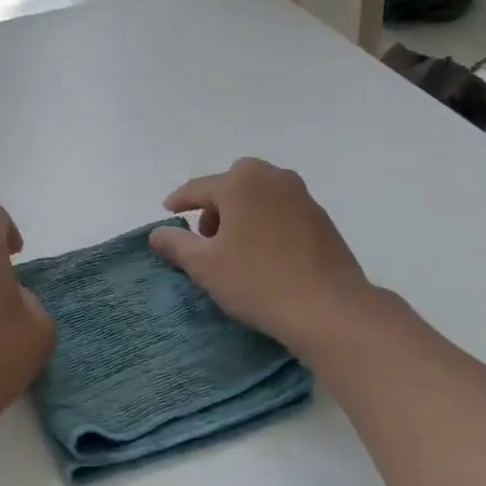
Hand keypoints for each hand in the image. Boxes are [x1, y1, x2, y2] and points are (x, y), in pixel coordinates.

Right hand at [150, 158, 377, 353]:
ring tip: (235, 248)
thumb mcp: (205, 266)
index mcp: (241, 182)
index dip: (179, 201)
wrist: (328, 307)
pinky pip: (281, 210)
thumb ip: (177, 244)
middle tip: (207, 238)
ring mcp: (302, 196)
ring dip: (242, 212)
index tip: (168, 212)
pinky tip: (264, 253)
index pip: (198, 188)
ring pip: (259, 195)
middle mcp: (273, 178)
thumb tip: (157, 233)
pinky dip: (265, 222)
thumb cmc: (257, 281)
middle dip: (215, 205)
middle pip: (233, 184)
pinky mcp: (321, 218)